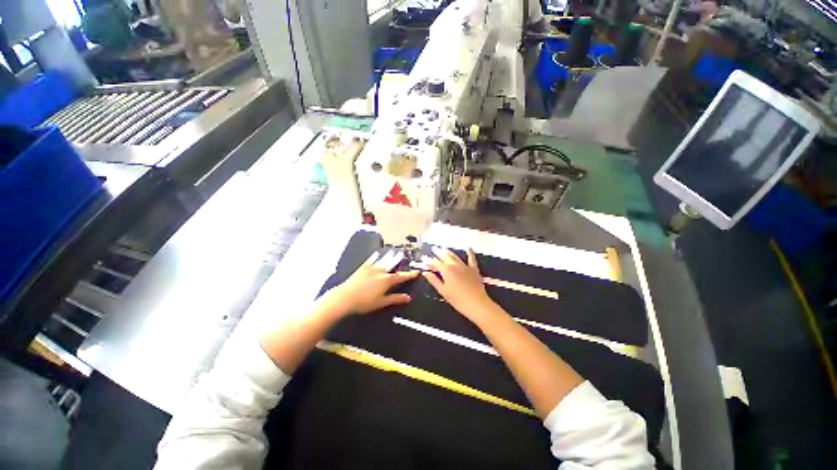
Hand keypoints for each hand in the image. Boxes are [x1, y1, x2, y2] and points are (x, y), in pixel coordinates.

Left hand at [324, 250, 418, 316]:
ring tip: (394, 251)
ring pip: (383, 260)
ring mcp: (371, 268)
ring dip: (389, 256)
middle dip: (399, 260)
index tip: (416, 271)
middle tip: (403, 254)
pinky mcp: (363, 267)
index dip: (410, 274)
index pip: (402, 276)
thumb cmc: (364, 302)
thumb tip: (407, 298)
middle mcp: (381, 272)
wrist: (345, 297)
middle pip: (392, 264)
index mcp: (387, 280)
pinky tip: (377, 253)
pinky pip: (371, 259)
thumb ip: (396, 298)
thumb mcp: (382, 302)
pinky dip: (376, 256)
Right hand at [422, 247, 496, 320]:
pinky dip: (469, 252)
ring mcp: (465, 266)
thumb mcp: (443, 291)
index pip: (435, 263)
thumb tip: (425, 273)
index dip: (428, 260)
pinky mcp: (473, 269)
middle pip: (445, 256)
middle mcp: (455, 265)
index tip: (423, 258)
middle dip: (438, 252)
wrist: (476, 304)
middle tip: (433, 249)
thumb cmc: (458, 299)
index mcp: (446, 270)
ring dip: (448, 251)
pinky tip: (468, 247)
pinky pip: (471, 258)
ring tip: (443, 248)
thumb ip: (433, 280)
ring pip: (455, 256)